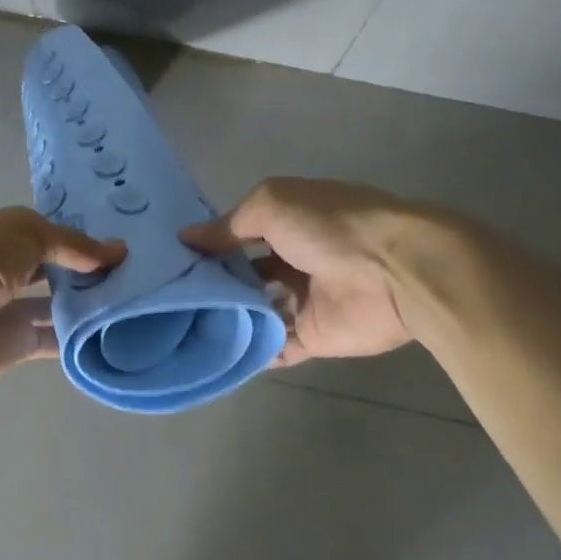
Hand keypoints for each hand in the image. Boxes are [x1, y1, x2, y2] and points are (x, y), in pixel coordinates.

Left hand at [0, 208, 125, 387]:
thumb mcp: (29, 234)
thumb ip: (73, 244)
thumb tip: (119, 250)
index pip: (46, 232)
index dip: (78, 237)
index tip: (118, 244)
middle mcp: (3, 268)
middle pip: (52, 268)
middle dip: (86, 270)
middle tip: (134, 273)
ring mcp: (8, 308)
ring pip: (55, 304)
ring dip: (85, 303)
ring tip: (131, 300)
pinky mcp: (14, 343)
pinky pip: (52, 338)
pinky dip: (77, 337)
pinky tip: (111, 332)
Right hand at [181, 177, 417, 366]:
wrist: (394, 273)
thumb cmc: (330, 227)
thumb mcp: (271, 206)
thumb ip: (229, 225)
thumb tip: (187, 237)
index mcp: (288, 222)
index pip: (238, 234)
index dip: (208, 245)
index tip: (169, 260)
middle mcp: (293, 260)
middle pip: (244, 275)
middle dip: (211, 285)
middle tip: (166, 299)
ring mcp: (303, 300)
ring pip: (255, 311)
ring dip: (225, 318)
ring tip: (178, 328)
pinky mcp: (312, 336)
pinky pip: (274, 346)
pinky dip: (248, 351)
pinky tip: (211, 353)